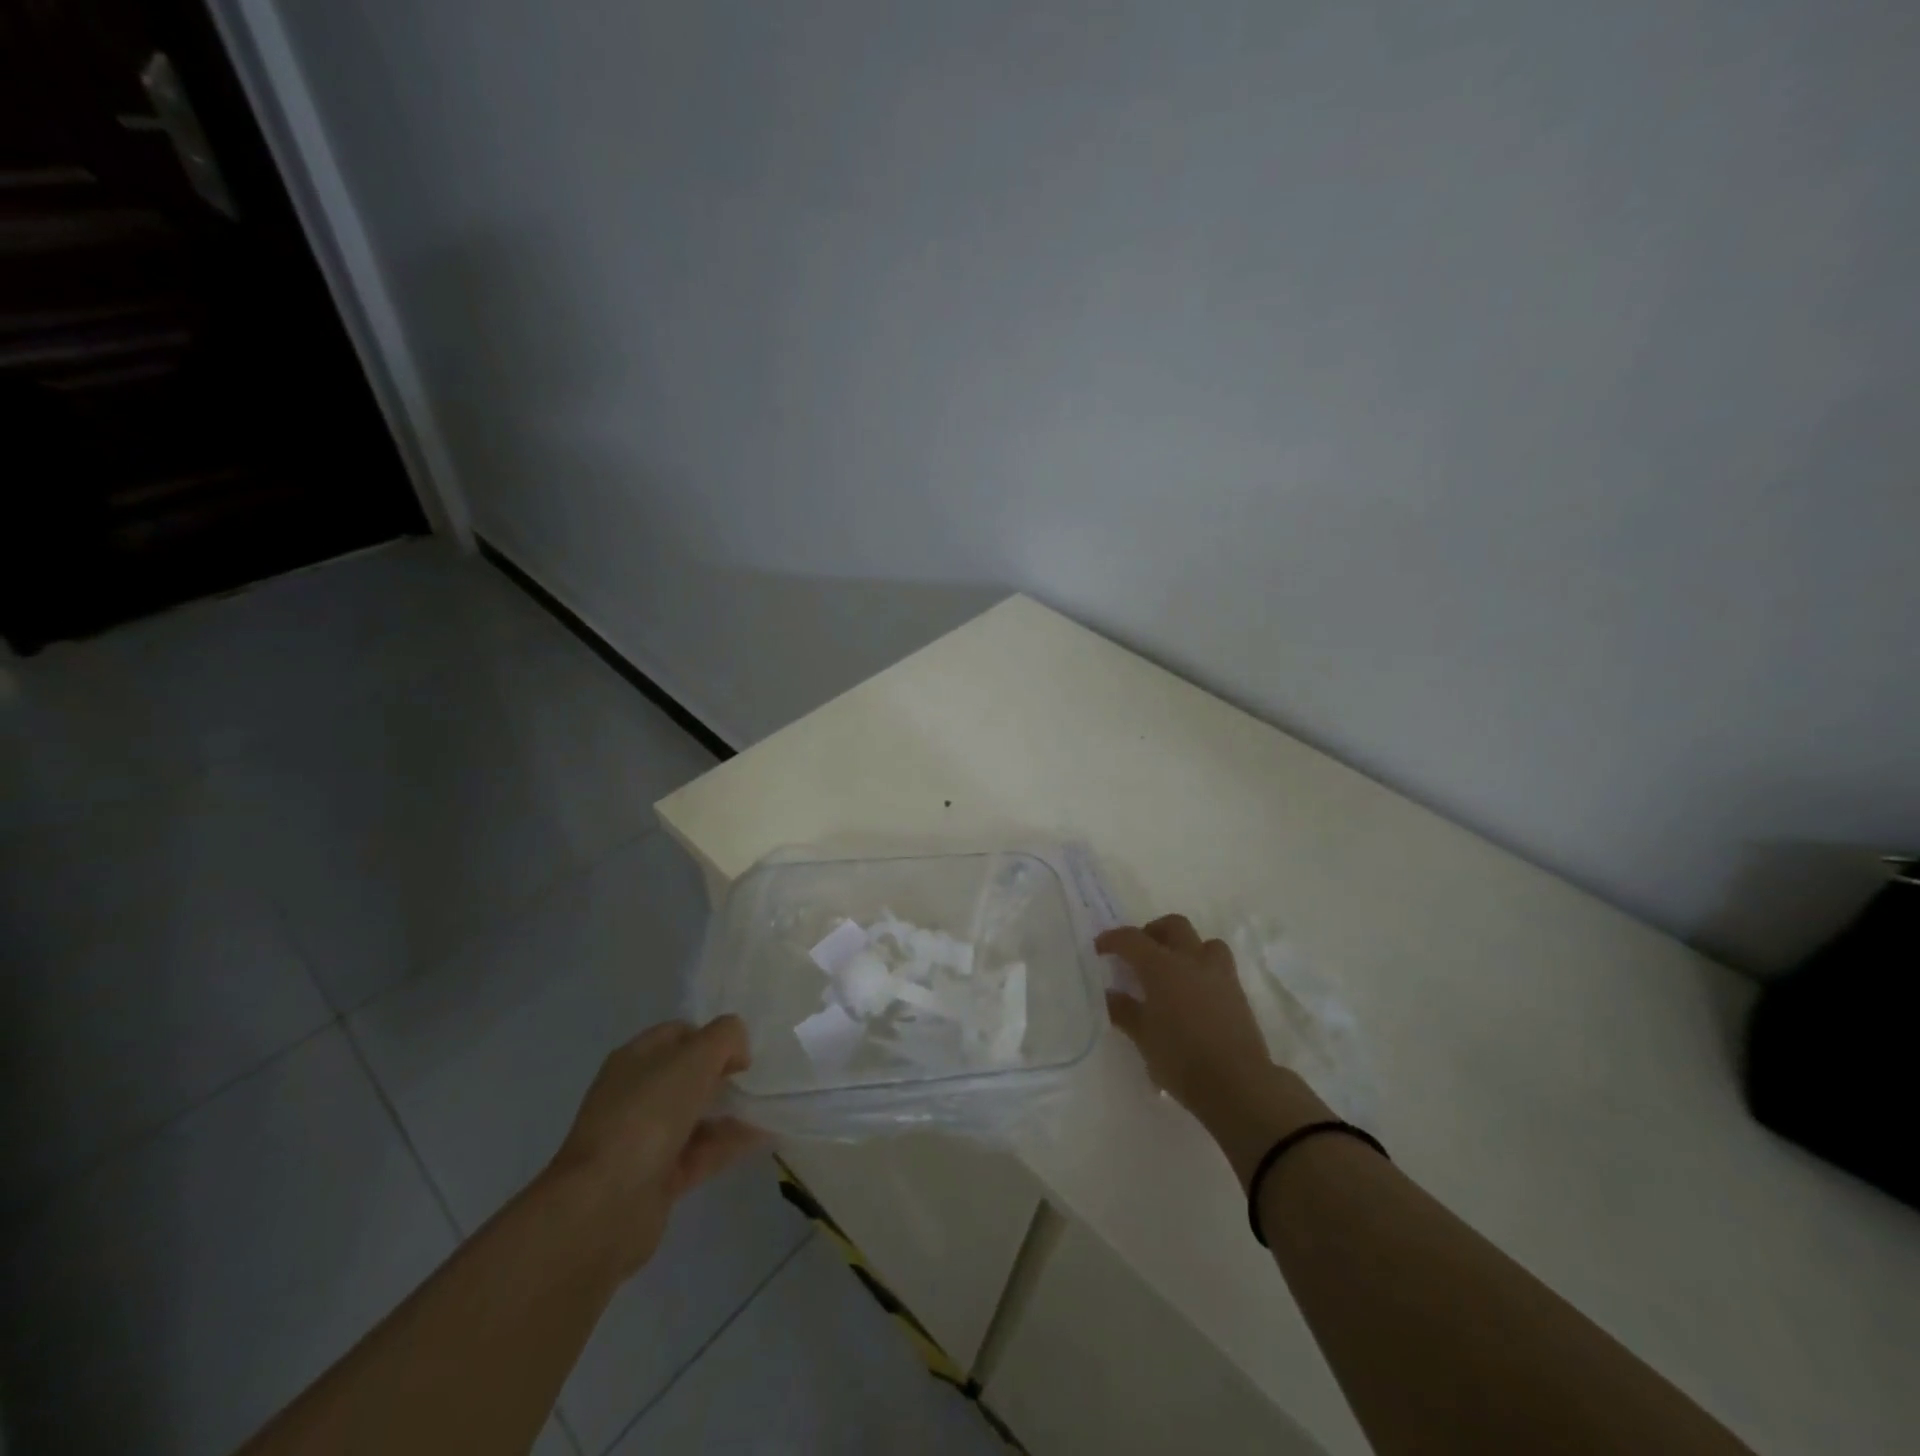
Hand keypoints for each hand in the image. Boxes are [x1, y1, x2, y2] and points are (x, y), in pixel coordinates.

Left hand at [546, 1018, 765, 1277]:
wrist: (604, 1206)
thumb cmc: (648, 1115)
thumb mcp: (694, 1057)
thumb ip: (724, 1037)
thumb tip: (737, 1050)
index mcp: (635, 1060)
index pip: (678, 1034)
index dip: (711, 1036)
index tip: (741, 1052)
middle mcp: (635, 1096)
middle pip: (687, 1076)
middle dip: (722, 1074)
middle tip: (757, 1079)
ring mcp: (644, 1140)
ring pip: (695, 1117)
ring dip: (730, 1111)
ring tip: (769, 1106)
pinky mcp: (656, 1180)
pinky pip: (700, 1154)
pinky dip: (729, 1145)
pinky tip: (763, 1137)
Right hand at [1098, 915, 1328, 1186]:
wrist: (1238, 1085)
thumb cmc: (1181, 1059)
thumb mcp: (1143, 1037)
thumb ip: (1124, 1011)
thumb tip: (1110, 994)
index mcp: (1162, 966)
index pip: (1131, 939)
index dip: (1112, 939)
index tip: (1100, 948)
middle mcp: (1191, 960)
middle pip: (1173, 925)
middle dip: (1152, 932)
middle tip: (1139, 953)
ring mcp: (1219, 974)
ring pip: (1203, 942)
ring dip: (1185, 947)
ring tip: (1172, 969)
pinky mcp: (1238, 993)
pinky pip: (1218, 965)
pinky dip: (1202, 969)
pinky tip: (1193, 994)